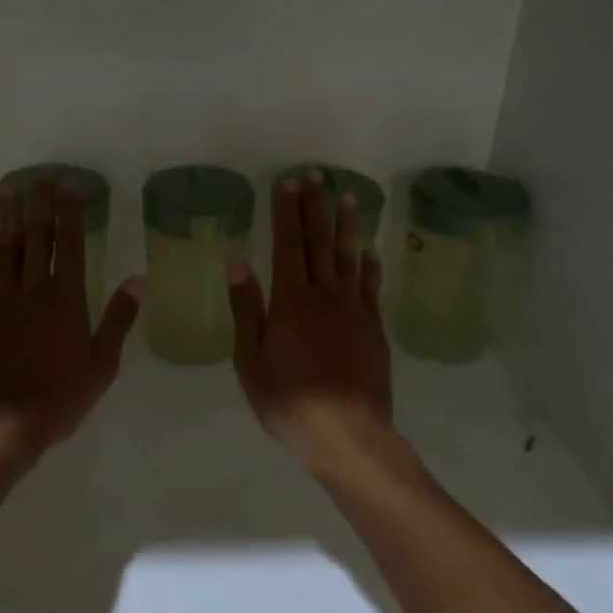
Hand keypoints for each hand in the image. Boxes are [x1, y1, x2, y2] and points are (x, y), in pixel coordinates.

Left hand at [0, 175, 142, 461]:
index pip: (69, 246)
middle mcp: (33, 290)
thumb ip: (118, 320)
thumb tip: (137, 280)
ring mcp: (1, 300)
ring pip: (6, 248)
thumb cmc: (59, 397)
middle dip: (39, 204)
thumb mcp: (102, 364)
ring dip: (8, 215)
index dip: (71, 214)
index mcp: (67, 300)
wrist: (1, 423)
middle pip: (37, 238)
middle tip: (39, 175)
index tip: (70, 187)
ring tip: (8, 186)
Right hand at [227, 175, 392, 464]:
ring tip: (348, 198)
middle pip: (319, 244)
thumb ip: (247, 310)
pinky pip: (371, 290)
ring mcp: (354, 312)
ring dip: (347, 227)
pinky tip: (370, 253)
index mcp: (291, 303)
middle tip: (315, 177)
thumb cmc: (289, 401)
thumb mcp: (251, 362)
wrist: (347, 435)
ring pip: (349, 259)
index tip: (287, 183)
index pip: (288, 246)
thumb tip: (238, 263)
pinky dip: (369, 268)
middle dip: (315, 208)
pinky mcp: (374, 330)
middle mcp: (325, 297)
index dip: (287, 213)